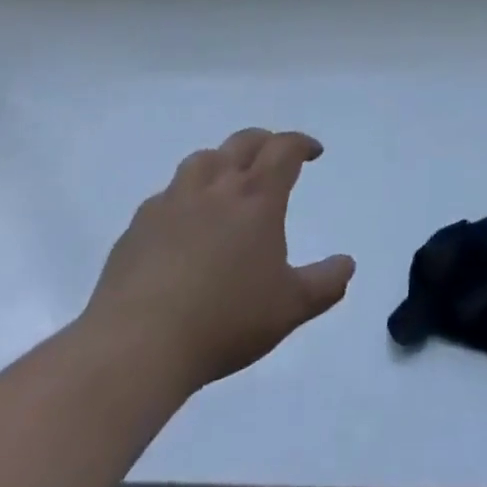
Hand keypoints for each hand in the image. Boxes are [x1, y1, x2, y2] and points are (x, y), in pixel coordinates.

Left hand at [80, 128, 354, 392]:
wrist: (138, 344)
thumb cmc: (225, 321)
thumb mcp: (290, 308)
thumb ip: (325, 284)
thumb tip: (348, 264)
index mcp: (256, 198)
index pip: (284, 149)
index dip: (301, 143)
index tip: (313, 152)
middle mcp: (216, 186)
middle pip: (243, 142)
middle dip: (265, 142)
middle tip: (275, 156)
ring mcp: (172, 201)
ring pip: (202, 159)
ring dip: (222, 160)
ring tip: (228, 179)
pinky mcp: (139, 224)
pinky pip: (167, 195)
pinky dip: (185, 196)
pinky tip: (184, 222)